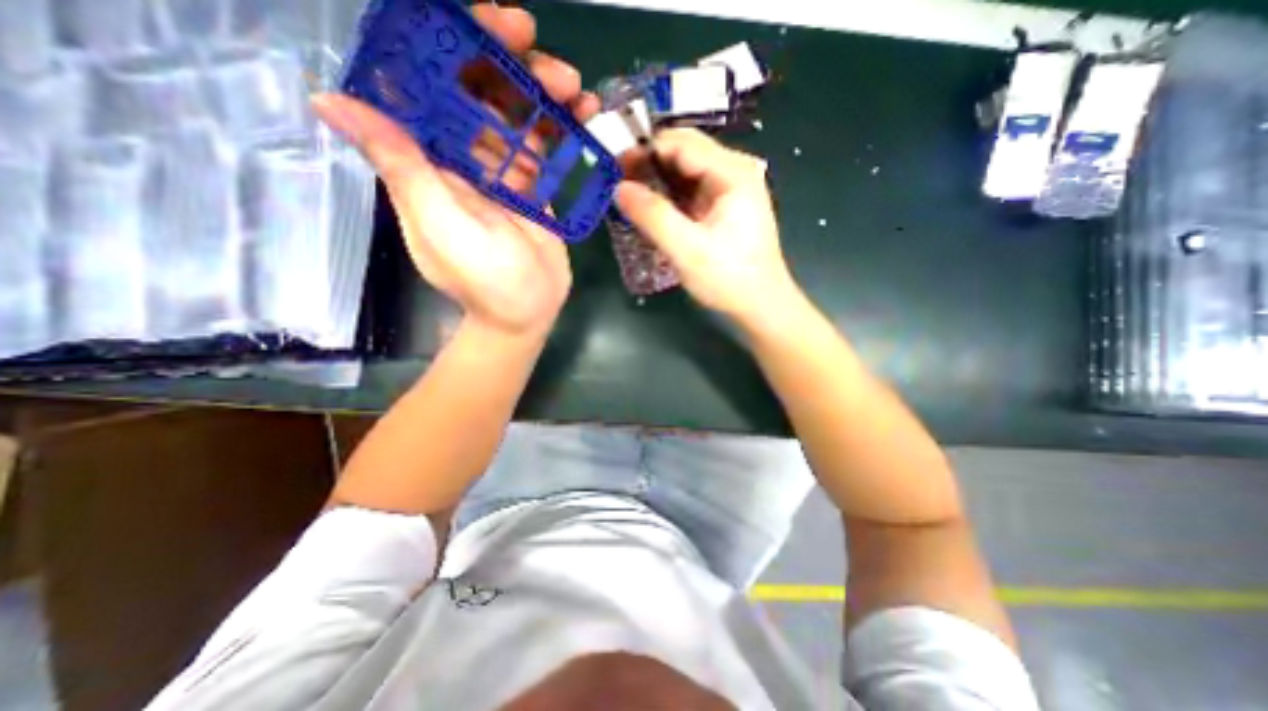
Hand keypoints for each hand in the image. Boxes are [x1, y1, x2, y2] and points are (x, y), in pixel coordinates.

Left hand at [312, 3, 600, 337]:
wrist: (527, 313)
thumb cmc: (485, 281)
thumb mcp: (442, 226)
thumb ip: (403, 168)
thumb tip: (333, 101)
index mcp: (430, 161)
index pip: (426, 86)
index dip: (446, 46)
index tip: (485, 26)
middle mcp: (462, 158)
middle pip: (477, 92)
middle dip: (505, 62)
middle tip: (539, 47)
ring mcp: (502, 171)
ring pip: (517, 115)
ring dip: (543, 92)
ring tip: (576, 89)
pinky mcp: (534, 187)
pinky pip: (545, 147)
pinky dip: (564, 127)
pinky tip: (586, 115)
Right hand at [618, 128, 799, 325]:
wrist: (760, 305)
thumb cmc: (729, 278)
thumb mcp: (687, 249)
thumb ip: (653, 216)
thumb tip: (619, 189)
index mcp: (732, 173)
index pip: (681, 143)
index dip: (644, 150)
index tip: (613, 167)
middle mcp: (734, 172)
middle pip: (684, 152)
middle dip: (649, 165)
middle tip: (617, 184)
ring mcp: (730, 190)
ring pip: (685, 172)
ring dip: (657, 182)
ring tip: (630, 199)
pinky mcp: (724, 208)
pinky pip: (691, 191)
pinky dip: (669, 198)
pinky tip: (652, 211)